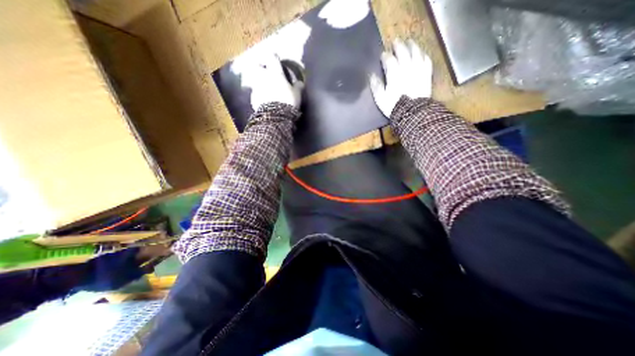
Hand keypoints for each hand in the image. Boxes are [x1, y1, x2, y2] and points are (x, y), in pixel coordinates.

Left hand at [243, 52, 302, 108]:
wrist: (275, 116)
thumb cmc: (288, 101)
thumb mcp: (297, 94)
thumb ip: (297, 87)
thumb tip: (300, 83)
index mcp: (275, 72)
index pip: (272, 58)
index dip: (274, 58)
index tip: (276, 59)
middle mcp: (263, 76)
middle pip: (258, 66)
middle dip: (261, 68)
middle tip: (266, 72)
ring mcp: (256, 87)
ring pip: (255, 80)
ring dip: (259, 82)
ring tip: (265, 88)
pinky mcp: (253, 98)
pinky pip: (255, 93)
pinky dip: (259, 94)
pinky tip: (264, 100)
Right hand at [370, 38, 434, 116]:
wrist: (411, 113)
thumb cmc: (393, 106)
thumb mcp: (380, 98)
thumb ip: (376, 86)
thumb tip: (372, 76)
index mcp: (394, 73)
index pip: (389, 60)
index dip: (385, 56)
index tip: (382, 55)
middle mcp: (406, 68)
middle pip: (403, 52)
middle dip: (398, 46)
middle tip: (395, 41)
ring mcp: (418, 70)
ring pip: (416, 52)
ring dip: (412, 45)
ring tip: (409, 42)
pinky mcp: (426, 74)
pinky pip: (426, 60)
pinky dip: (423, 55)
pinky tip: (421, 53)